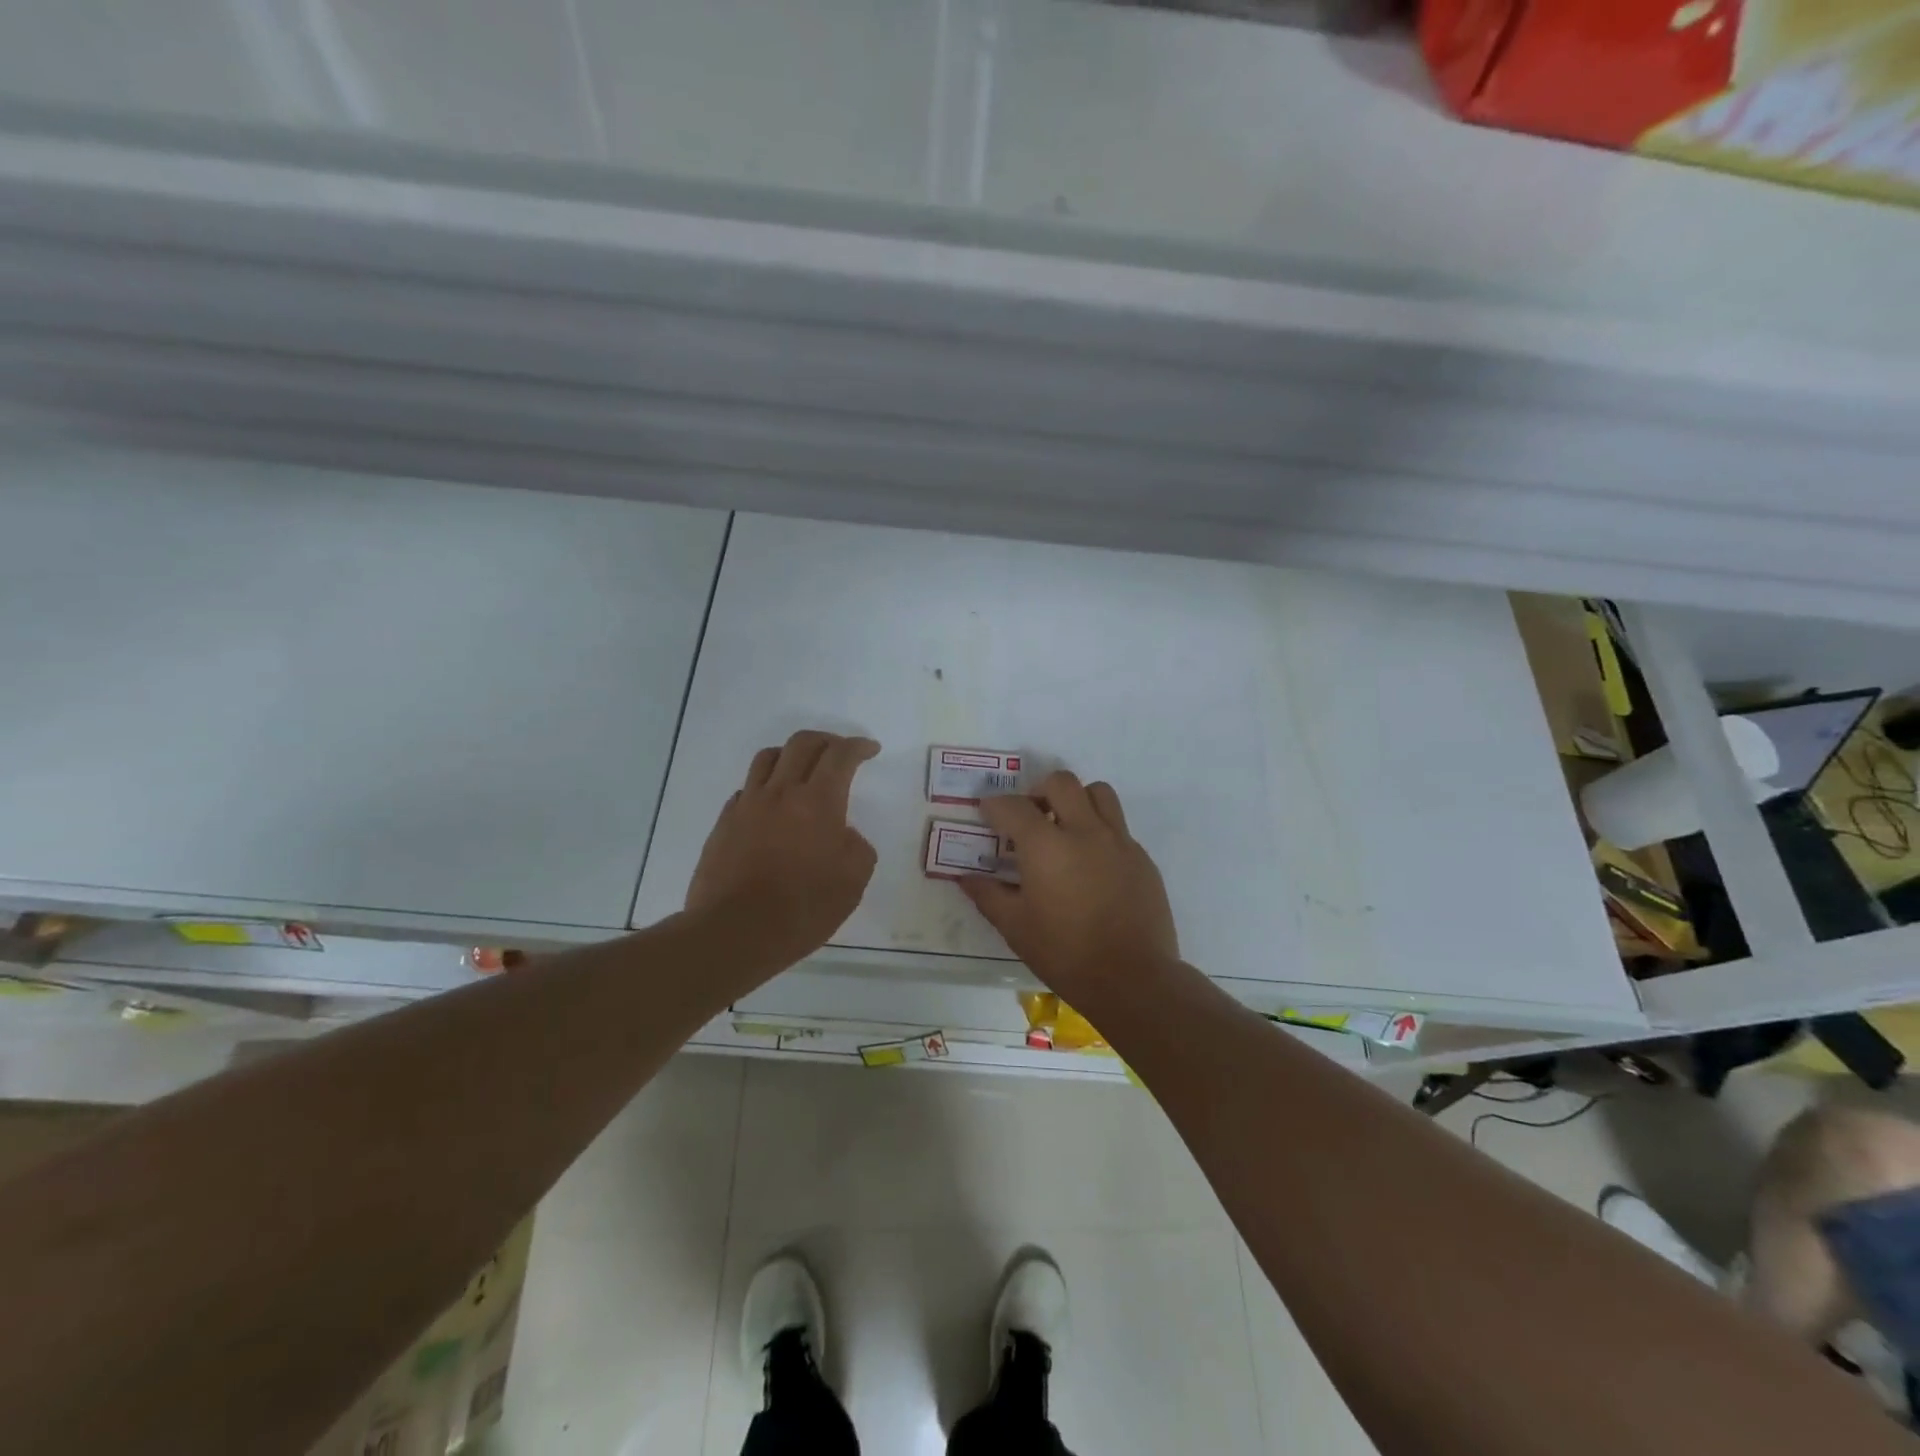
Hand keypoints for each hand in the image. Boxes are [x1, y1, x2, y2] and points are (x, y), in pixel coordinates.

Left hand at [686, 731, 880, 977]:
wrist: (734, 932)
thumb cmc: (802, 909)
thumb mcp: (853, 882)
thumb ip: (857, 848)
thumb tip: (843, 835)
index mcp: (818, 802)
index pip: (840, 756)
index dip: (858, 746)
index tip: (870, 749)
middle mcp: (781, 792)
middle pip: (803, 743)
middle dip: (827, 740)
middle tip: (840, 751)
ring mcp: (748, 805)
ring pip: (769, 757)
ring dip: (792, 754)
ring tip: (803, 768)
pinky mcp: (725, 822)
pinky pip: (747, 788)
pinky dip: (766, 785)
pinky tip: (773, 806)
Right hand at [959, 771, 1179, 1003]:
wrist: (1133, 979)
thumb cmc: (1066, 954)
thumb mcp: (1016, 927)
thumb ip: (988, 896)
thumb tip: (965, 878)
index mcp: (1046, 846)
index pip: (1013, 806)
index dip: (994, 806)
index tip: (987, 813)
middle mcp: (1084, 831)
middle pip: (1061, 783)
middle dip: (1038, 791)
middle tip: (1029, 816)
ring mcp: (1119, 842)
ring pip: (1098, 793)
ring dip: (1077, 800)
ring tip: (1065, 827)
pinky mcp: (1142, 858)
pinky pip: (1118, 827)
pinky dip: (1100, 832)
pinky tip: (1092, 865)